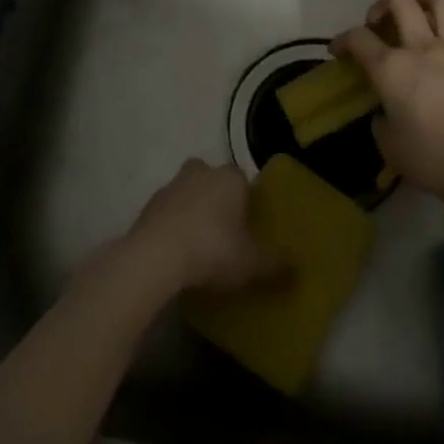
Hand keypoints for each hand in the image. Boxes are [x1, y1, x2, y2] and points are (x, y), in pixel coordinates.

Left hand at [124, 159, 282, 291]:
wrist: (155, 256)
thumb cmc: (212, 249)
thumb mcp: (252, 264)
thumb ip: (276, 266)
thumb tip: (297, 271)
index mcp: (229, 177)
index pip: (243, 179)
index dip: (247, 199)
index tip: (249, 224)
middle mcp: (200, 172)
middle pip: (212, 179)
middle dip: (217, 198)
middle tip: (225, 230)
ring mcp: (170, 186)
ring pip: (187, 193)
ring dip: (192, 212)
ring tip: (200, 246)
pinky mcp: (147, 206)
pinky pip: (167, 213)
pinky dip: (172, 227)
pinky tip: (177, 253)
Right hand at [334, 0, 443, 210]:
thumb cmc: (433, 160)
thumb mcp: (389, 145)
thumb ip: (381, 119)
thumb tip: (386, 110)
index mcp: (391, 69)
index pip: (358, 38)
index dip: (342, 40)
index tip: (338, 51)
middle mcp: (422, 48)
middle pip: (400, 0)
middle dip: (382, 4)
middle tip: (378, 22)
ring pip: (440, 1)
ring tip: (417, 10)